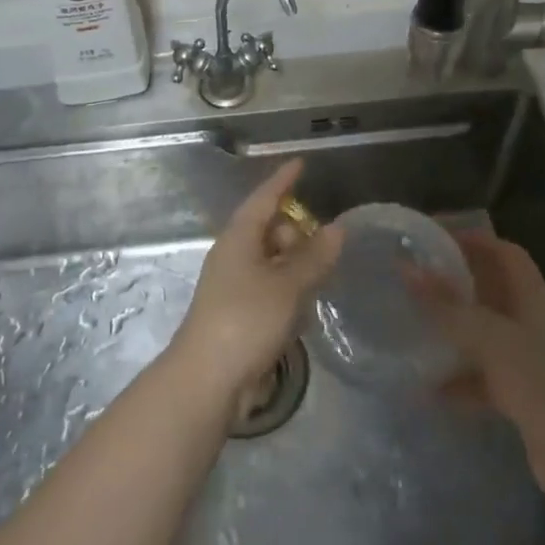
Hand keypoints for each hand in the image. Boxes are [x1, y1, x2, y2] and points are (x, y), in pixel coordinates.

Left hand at [172, 160, 343, 404]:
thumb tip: (337, 229)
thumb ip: (314, 257)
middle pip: (270, 230)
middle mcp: (234, 255)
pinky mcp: (238, 314)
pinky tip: (303, 311)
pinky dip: (288, 292)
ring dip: (295, 268)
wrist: (208, 379)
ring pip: (272, 262)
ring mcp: (234, 286)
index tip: (301, 164)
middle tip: (323, 251)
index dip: (283, 181)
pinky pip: (269, 289)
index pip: (264, 198)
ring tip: (319, 281)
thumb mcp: (288, 285)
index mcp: (239, 238)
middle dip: (296, 234)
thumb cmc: (246, 319)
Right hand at [413, 229, 544, 497]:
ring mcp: (529, 362)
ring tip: (414, 326)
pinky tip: (428, 388)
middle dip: (456, 284)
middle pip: (492, 292)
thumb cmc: (541, 384)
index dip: (475, 240)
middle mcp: (533, 324)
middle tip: (415, 279)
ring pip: (485, 335)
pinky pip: (483, 377)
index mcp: (533, 298)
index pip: (506, 254)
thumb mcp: (489, 338)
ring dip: (454, 331)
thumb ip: (447, 305)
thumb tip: (405, 266)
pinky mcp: (522, 398)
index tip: (435, 239)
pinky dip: (459, 379)